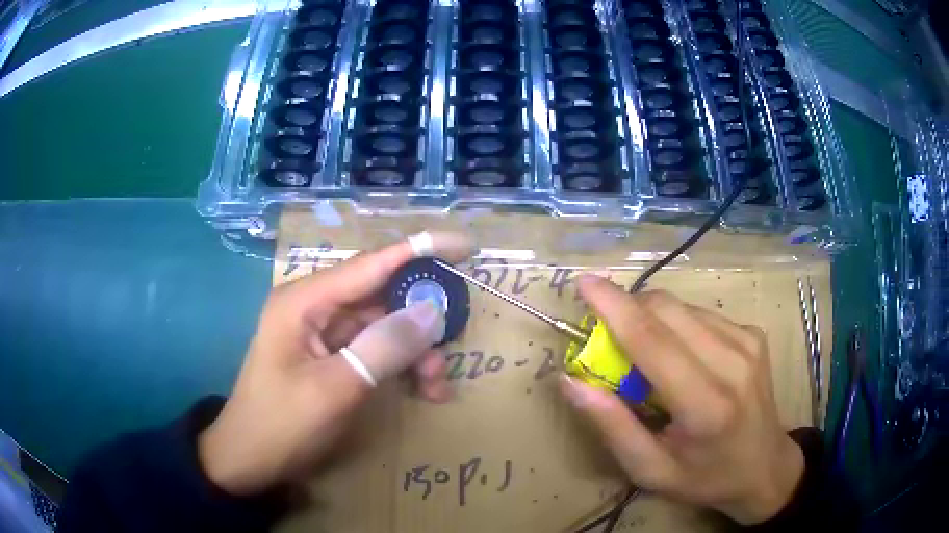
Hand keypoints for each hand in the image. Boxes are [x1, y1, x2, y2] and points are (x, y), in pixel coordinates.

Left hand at [199, 232, 474, 495]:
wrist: (250, 460)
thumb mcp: (336, 389)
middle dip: (421, 319)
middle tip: (454, 342)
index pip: (372, 263)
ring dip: (415, 351)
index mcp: (306, 300)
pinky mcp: (331, 356)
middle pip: (382, 296)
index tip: (465, 246)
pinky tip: (422, 390)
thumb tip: (432, 310)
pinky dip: (401, 366)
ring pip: (384, 325)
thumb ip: (384, 346)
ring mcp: (323, 332)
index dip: (420, 250)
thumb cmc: (283, 424)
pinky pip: (375, 349)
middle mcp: (315, 307)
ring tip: (436, 385)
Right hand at [560, 276, 803, 523]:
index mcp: (705, 406)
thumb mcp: (650, 470)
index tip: (584, 283)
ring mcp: (748, 342)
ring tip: (646, 355)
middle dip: (628, 310)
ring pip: (683, 308)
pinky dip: (677, 325)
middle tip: (608, 337)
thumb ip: (612, 426)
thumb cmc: (704, 477)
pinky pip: (701, 314)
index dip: (615, 307)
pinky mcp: (754, 334)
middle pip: (667, 311)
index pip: (653, 341)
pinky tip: (680, 355)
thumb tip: (570, 381)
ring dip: (652, 319)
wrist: (766, 466)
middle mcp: (733, 363)